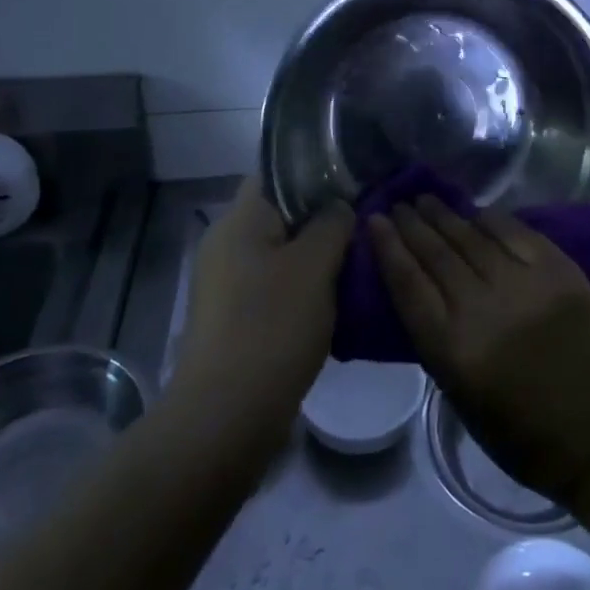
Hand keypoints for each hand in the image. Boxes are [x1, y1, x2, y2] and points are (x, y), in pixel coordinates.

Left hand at [170, 177, 353, 452]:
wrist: (226, 417)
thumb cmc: (273, 326)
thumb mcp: (315, 266)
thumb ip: (332, 223)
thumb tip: (339, 206)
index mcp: (239, 220)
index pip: (276, 173)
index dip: (316, 171)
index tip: (354, 182)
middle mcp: (226, 244)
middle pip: (281, 214)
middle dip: (322, 219)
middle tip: (363, 226)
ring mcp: (226, 283)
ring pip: (280, 252)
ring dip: (316, 257)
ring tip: (356, 264)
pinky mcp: (233, 318)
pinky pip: (274, 286)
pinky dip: (302, 288)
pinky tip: (334, 302)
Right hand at [370, 195, 589, 505]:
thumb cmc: (514, 425)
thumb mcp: (455, 389)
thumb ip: (433, 331)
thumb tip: (414, 278)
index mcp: (453, 350)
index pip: (408, 284)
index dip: (388, 247)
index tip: (374, 221)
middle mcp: (485, 310)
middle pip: (438, 254)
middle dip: (413, 225)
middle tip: (398, 204)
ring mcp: (526, 285)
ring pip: (473, 237)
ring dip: (445, 215)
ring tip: (426, 199)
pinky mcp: (559, 271)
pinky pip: (515, 233)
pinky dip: (491, 219)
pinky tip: (474, 210)